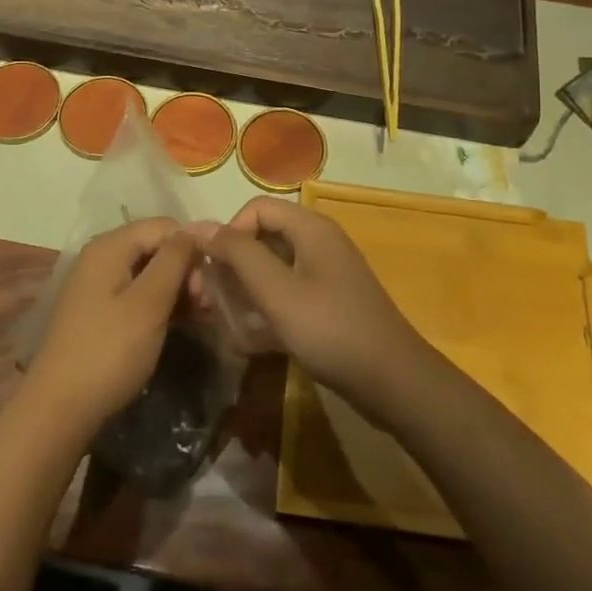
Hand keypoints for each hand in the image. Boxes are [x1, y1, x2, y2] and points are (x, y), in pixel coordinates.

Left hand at [26, 218, 193, 434]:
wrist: (59, 410)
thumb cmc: (109, 350)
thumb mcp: (149, 302)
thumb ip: (175, 259)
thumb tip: (198, 228)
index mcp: (110, 246)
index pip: (165, 226)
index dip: (192, 247)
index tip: (210, 283)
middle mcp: (101, 257)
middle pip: (156, 246)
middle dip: (186, 270)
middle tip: (206, 306)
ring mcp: (97, 285)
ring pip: (149, 271)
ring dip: (177, 289)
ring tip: (199, 317)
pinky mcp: (99, 311)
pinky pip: (137, 293)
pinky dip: (160, 304)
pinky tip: (179, 323)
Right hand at [198, 197, 430, 413]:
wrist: (392, 381)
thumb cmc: (331, 329)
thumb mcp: (277, 291)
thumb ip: (238, 255)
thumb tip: (199, 226)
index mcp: (310, 227)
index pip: (256, 209)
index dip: (229, 233)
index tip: (214, 271)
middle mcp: (318, 242)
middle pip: (263, 238)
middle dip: (232, 268)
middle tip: (209, 303)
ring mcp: (325, 274)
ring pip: (272, 270)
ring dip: (245, 293)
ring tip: (226, 324)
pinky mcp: (328, 303)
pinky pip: (287, 294)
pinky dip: (266, 310)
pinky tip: (250, 341)